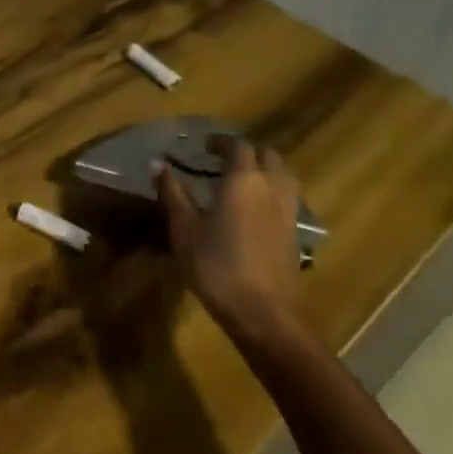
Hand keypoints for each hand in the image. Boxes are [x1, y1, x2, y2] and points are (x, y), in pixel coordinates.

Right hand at [156, 144, 305, 348]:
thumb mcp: (184, 228)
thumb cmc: (215, 264)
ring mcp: (288, 210)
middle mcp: (271, 187)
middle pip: (267, 155)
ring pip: (283, 175)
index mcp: (243, 179)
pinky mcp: (294, 232)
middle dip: (246, 153)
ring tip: (241, 182)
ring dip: (264, 170)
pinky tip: (253, 209)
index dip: (220, 142)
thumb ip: (173, 192)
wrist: (261, 311)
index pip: (237, 146)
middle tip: (223, 161)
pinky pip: (286, 198)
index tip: (204, 145)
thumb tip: (158, 164)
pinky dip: (271, 192)